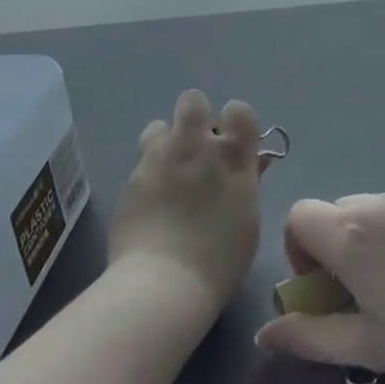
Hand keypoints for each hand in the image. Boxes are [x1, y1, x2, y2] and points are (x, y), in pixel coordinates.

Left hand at [107, 91, 267, 313]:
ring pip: (160, 125)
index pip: (239, 110)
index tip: (234, 145)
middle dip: (196, 118)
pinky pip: (143, 156)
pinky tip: (152, 198)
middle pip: (193, 100)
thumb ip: (248, 181)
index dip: (236, 123)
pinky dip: (149, 169)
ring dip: (166, 142)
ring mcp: (160, 156)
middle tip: (197, 151)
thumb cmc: (220, 260)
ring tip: (169, 172)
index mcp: (232, 156)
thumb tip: (251, 160)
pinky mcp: (133, 174)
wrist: (164, 282)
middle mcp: (196, 145)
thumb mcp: (248, 219)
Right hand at [254, 194, 384, 383]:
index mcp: (348, 234)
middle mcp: (374, 204)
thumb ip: (310, 337)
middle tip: (359, 296)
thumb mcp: (368, 347)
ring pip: (366, 211)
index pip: (297, 217)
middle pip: (332, 214)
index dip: (298, 252)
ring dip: (364, 241)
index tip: (324, 290)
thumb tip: (265, 334)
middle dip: (331, 250)